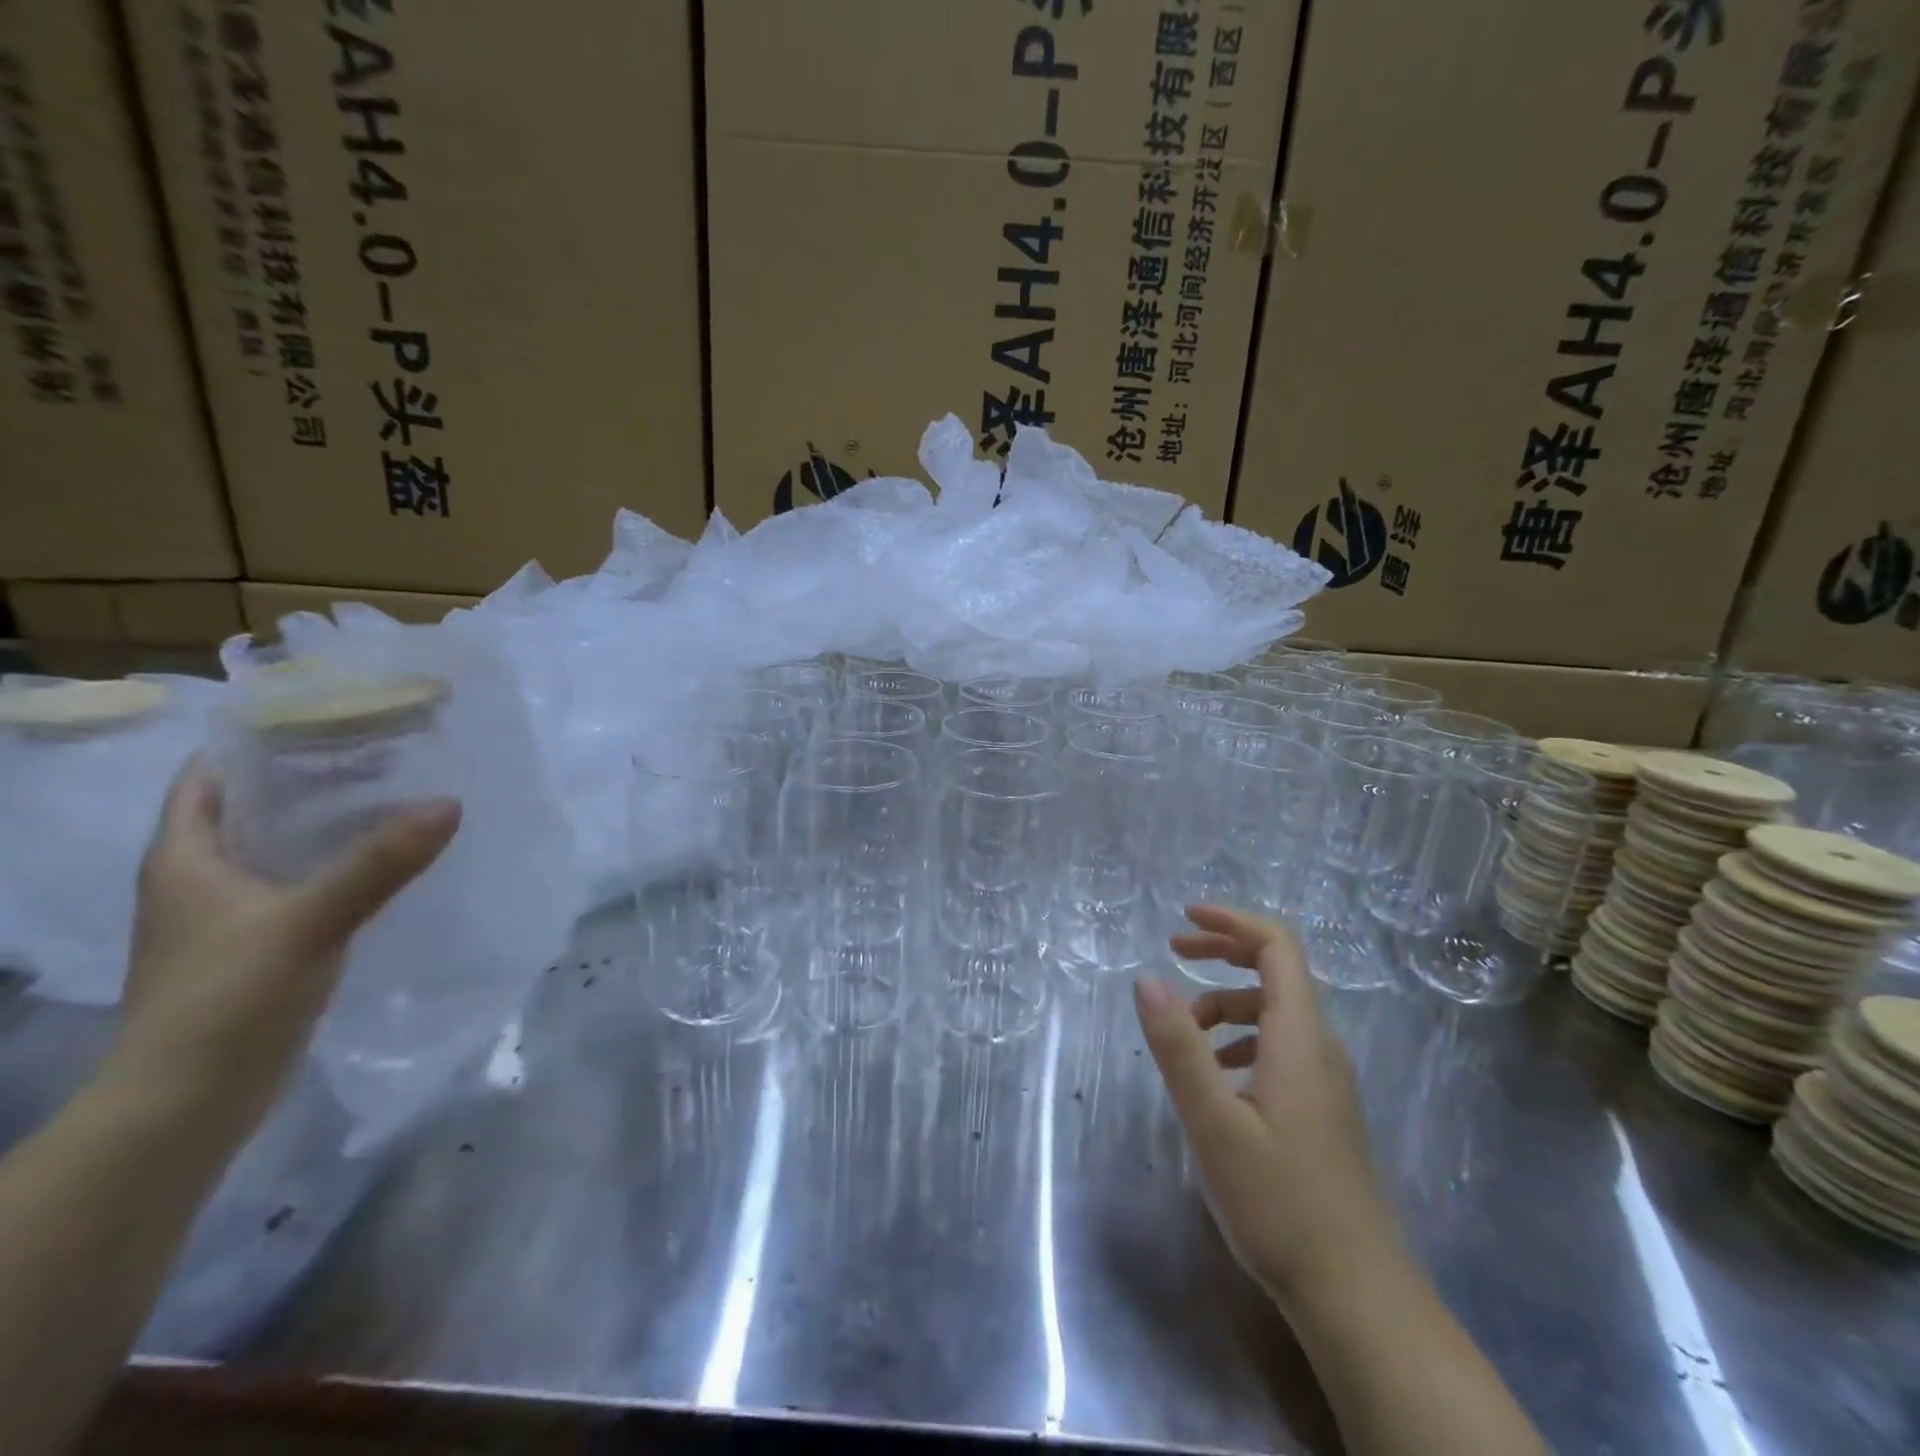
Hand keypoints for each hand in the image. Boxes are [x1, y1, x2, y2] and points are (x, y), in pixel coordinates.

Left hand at [116, 762, 460, 1123]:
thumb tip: (449, 803)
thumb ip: (381, 862)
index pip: (206, 778)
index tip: (325, 719)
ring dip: (326, 826)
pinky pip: (297, 887)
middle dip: (308, 781)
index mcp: (184, 858)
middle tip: (380, 754)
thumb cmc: (229, 996)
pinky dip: (334, 868)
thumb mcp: (312, 919)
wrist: (190, 1101)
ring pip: (277, 850)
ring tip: (393, 799)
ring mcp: (225, 918)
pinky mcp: (256, 948)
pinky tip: (385, 866)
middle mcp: (198, 880)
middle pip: (248, 809)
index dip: (255, 744)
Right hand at [1134, 905, 1395, 1309]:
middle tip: (1172, 953)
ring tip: (1182, 1035)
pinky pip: (1278, 1046)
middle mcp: (1320, 1047)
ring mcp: (1326, 1080)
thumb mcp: (1214, 1122)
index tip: (1183, 918)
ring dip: (1224, 1004)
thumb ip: (1179, 1047)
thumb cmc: (1281, 1204)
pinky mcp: (1322, 1109)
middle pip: (1276, 970)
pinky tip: (1215, 1077)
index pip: (1277, 947)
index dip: (1232, 922)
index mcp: (1300, 1037)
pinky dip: (1239, 1039)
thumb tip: (1146, 978)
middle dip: (1223, 952)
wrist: (1357, 1298)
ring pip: (1273, 1013)